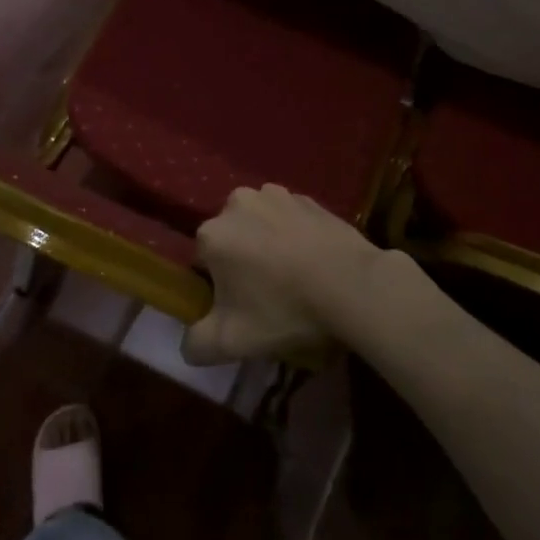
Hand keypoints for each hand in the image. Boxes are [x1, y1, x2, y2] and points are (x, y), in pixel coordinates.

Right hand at [183, 184, 379, 364]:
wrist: (351, 283)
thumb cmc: (283, 309)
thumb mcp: (231, 342)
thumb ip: (196, 344)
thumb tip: (188, 343)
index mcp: (212, 233)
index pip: (203, 261)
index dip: (219, 286)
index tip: (240, 306)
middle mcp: (237, 203)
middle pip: (231, 238)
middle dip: (241, 260)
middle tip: (267, 294)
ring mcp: (276, 194)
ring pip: (259, 224)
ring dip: (267, 242)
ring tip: (293, 276)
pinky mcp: (307, 197)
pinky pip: (290, 218)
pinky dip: (294, 234)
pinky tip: (313, 260)